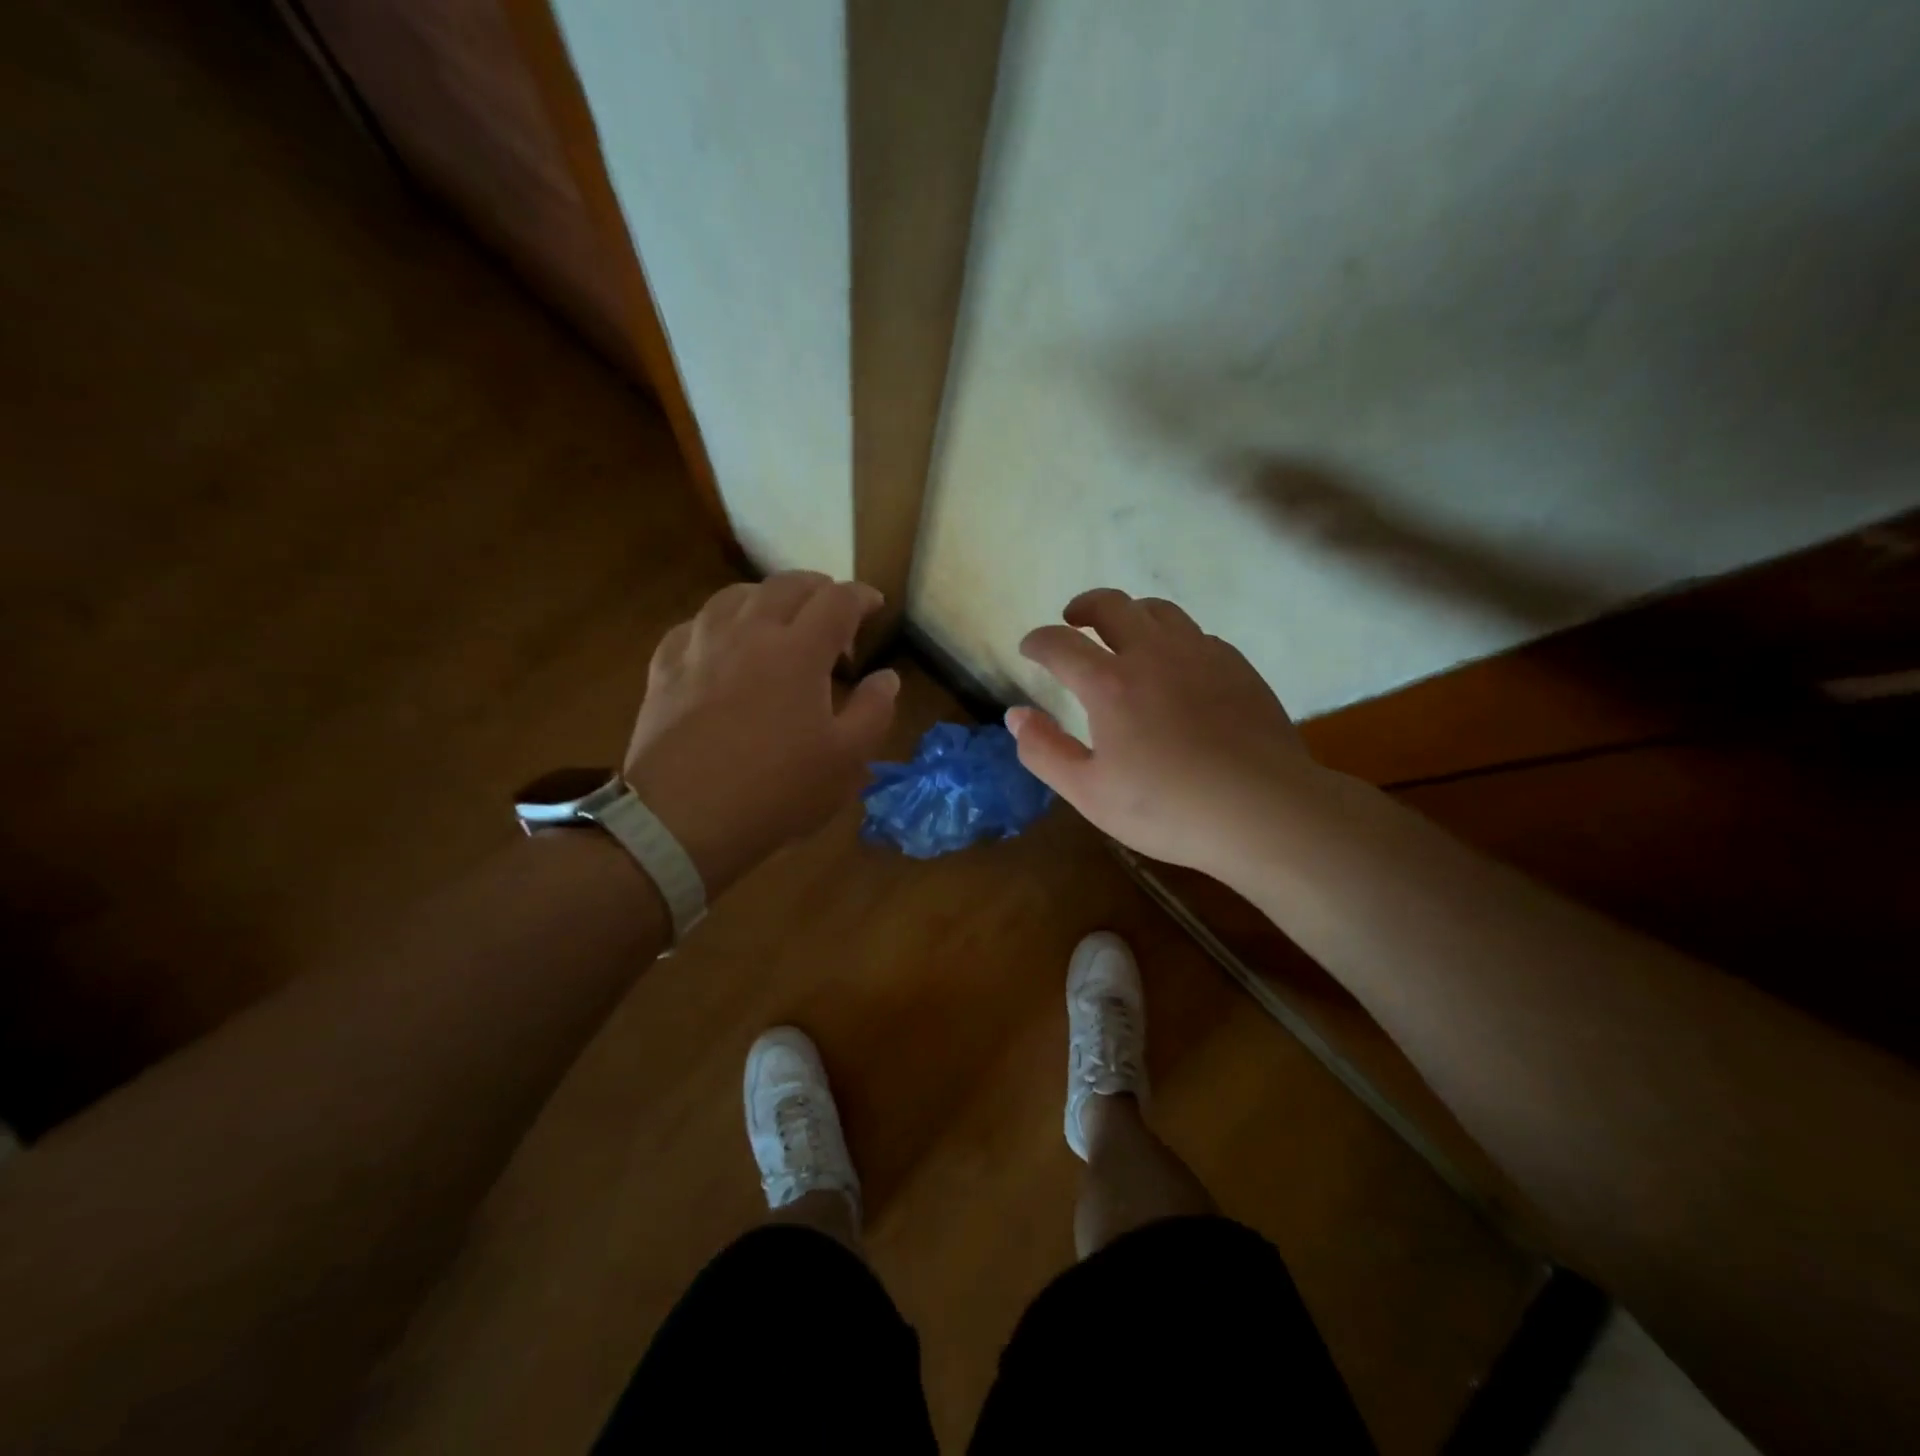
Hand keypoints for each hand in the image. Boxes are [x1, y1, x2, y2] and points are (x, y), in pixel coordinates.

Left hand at [622, 572, 898, 894]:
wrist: (682, 820)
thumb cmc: (776, 791)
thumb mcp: (845, 760)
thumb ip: (873, 711)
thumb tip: (886, 677)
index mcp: (798, 651)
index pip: (837, 600)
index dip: (862, 596)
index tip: (875, 606)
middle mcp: (749, 632)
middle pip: (786, 585)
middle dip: (818, 589)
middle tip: (833, 615)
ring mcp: (701, 646)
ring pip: (736, 595)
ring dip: (768, 598)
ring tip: (780, 622)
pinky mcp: (665, 667)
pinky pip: (695, 624)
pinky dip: (721, 623)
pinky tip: (724, 646)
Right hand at [1007, 588, 1321, 876]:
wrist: (1264, 810)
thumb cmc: (1168, 808)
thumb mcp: (1089, 793)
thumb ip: (1044, 751)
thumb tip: (1015, 715)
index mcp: (1110, 683)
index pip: (1060, 644)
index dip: (1038, 641)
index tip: (1029, 647)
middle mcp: (1153, 654)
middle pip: (1111, 605)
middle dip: (1083, 606)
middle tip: (1072, 619)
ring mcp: (1201, 655)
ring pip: (1160, 610)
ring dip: (1131, 613)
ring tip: (1123, 633)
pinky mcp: (1238, 666)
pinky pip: (1197, 634)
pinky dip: (1173, 638)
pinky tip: (1176, 665)